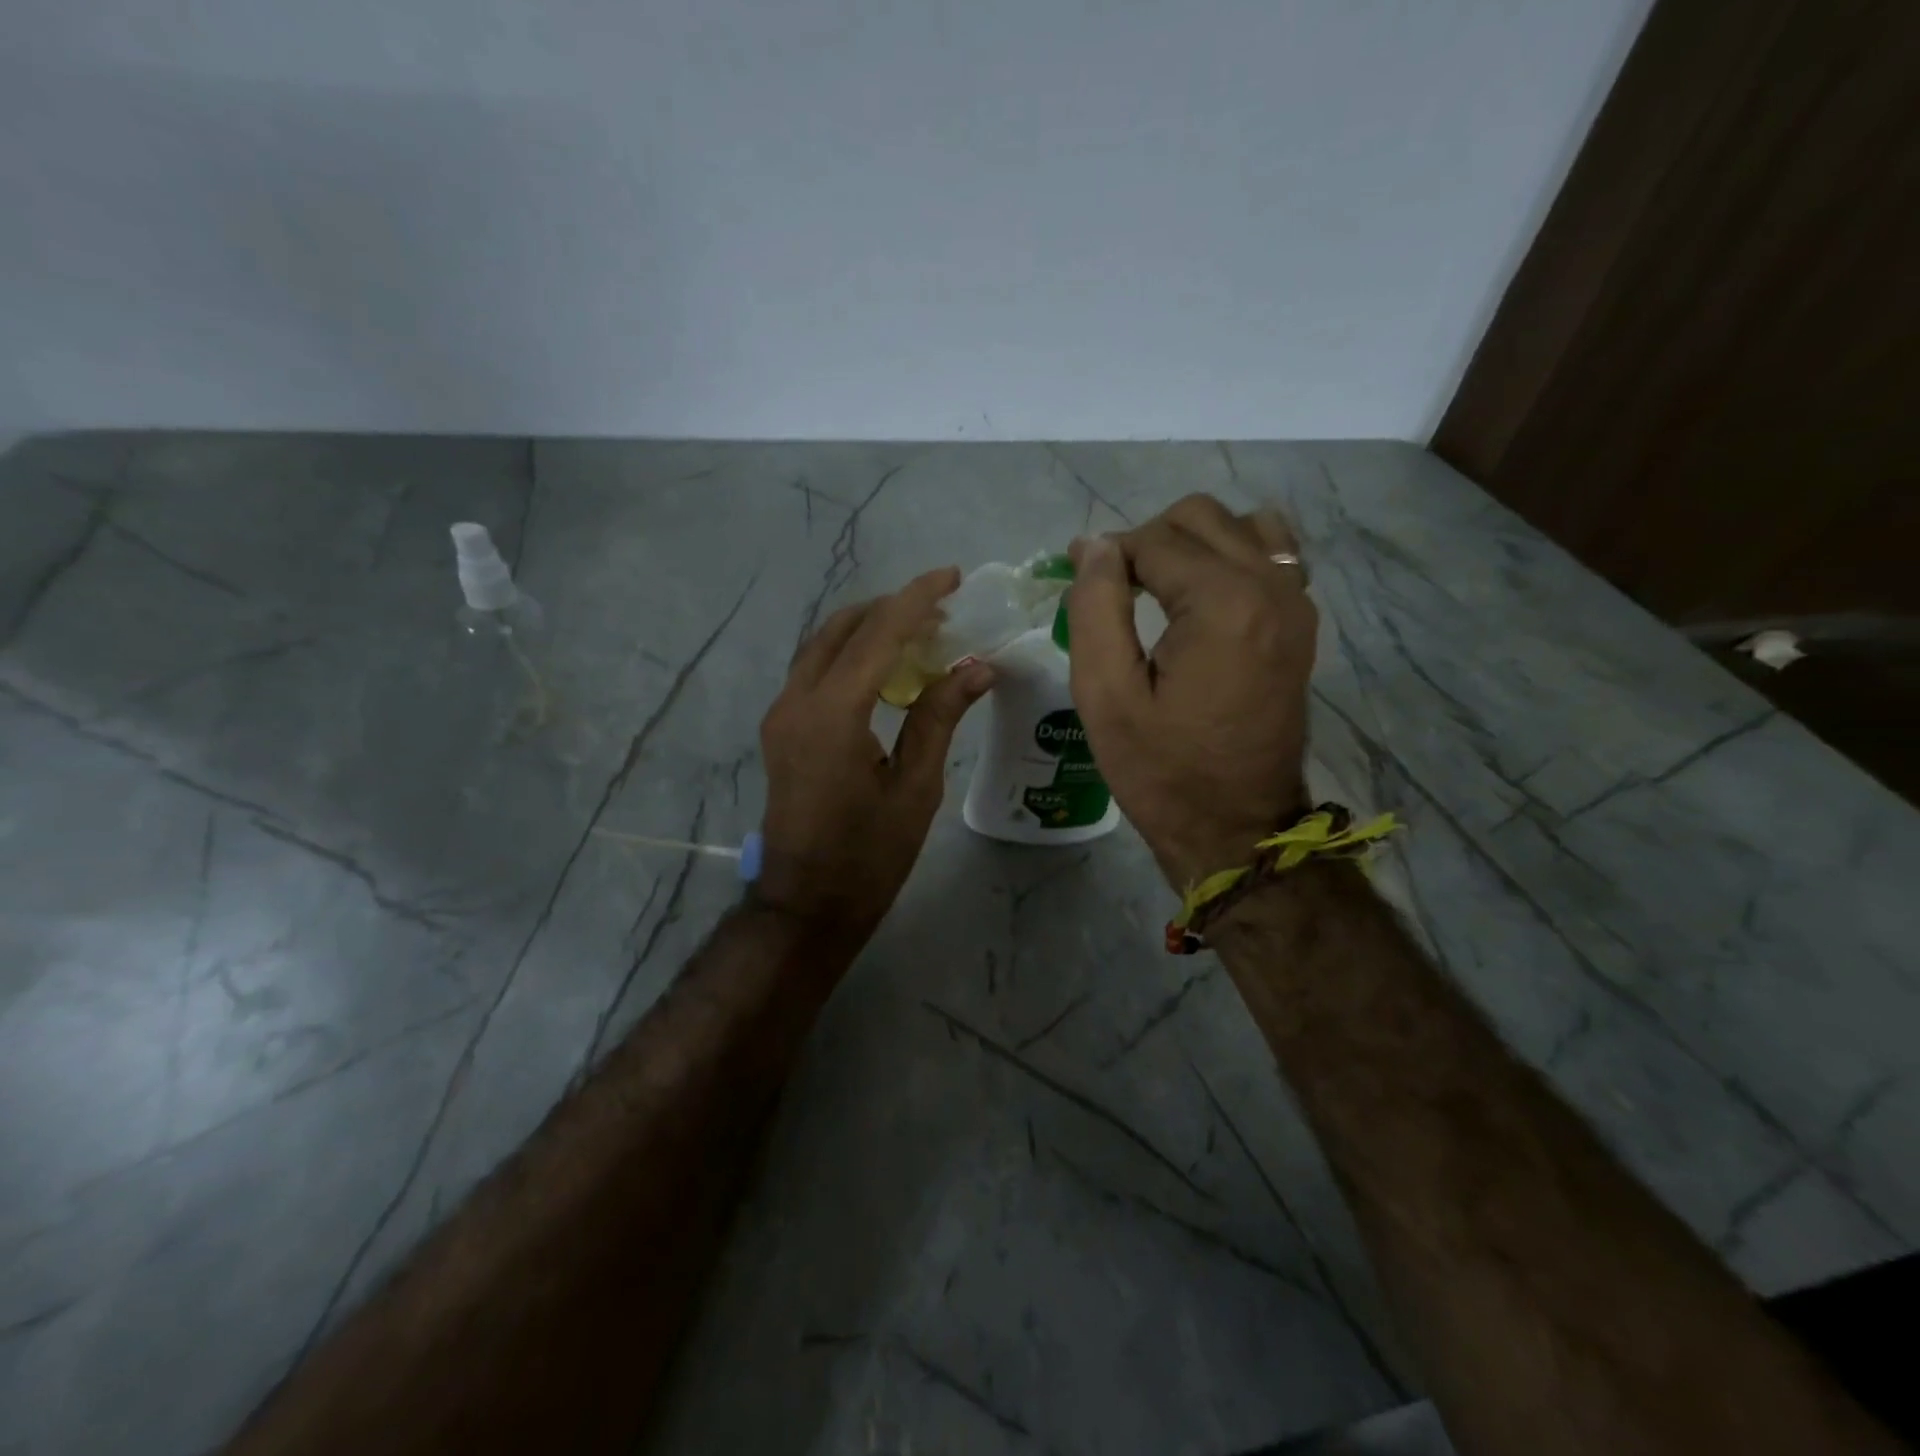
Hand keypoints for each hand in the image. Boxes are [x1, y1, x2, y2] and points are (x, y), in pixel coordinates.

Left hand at [756, 568, 993, 950]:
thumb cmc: (868, 856)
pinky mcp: (781, 729)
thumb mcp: (915, 787)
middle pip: (842, 628)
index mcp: (832, 714)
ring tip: (918, 631)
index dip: (917, 600)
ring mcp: (782, 714)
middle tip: (940, 608)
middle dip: (891, 608)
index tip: (952, 576)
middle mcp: (796, 701)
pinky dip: (850, 655)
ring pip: (822, 646)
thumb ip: (938, 718)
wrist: (806, 904)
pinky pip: (815, 671)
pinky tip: (885, 667)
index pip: (878, 635)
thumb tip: (976, 667)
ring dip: (867, 628)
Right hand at [1067, 495, 1316, 888]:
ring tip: (1160, 590)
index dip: (1106, 555)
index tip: (1076, 581)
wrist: (1237, 828)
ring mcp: (1297, 603)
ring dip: (1192, 543)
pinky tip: (1205, 597)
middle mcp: (1272, 587)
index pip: (1154, 540)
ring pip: (1241, 526)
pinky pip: (1273, 555)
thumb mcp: (1106, 696)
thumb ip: (1095, 608)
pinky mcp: (1303, 624)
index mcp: (1223, 604)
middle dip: (1147, 542)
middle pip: (1200, 518)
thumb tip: (1094, 547)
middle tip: (1113, 591)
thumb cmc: (1162, 771)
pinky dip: (1233, 557)